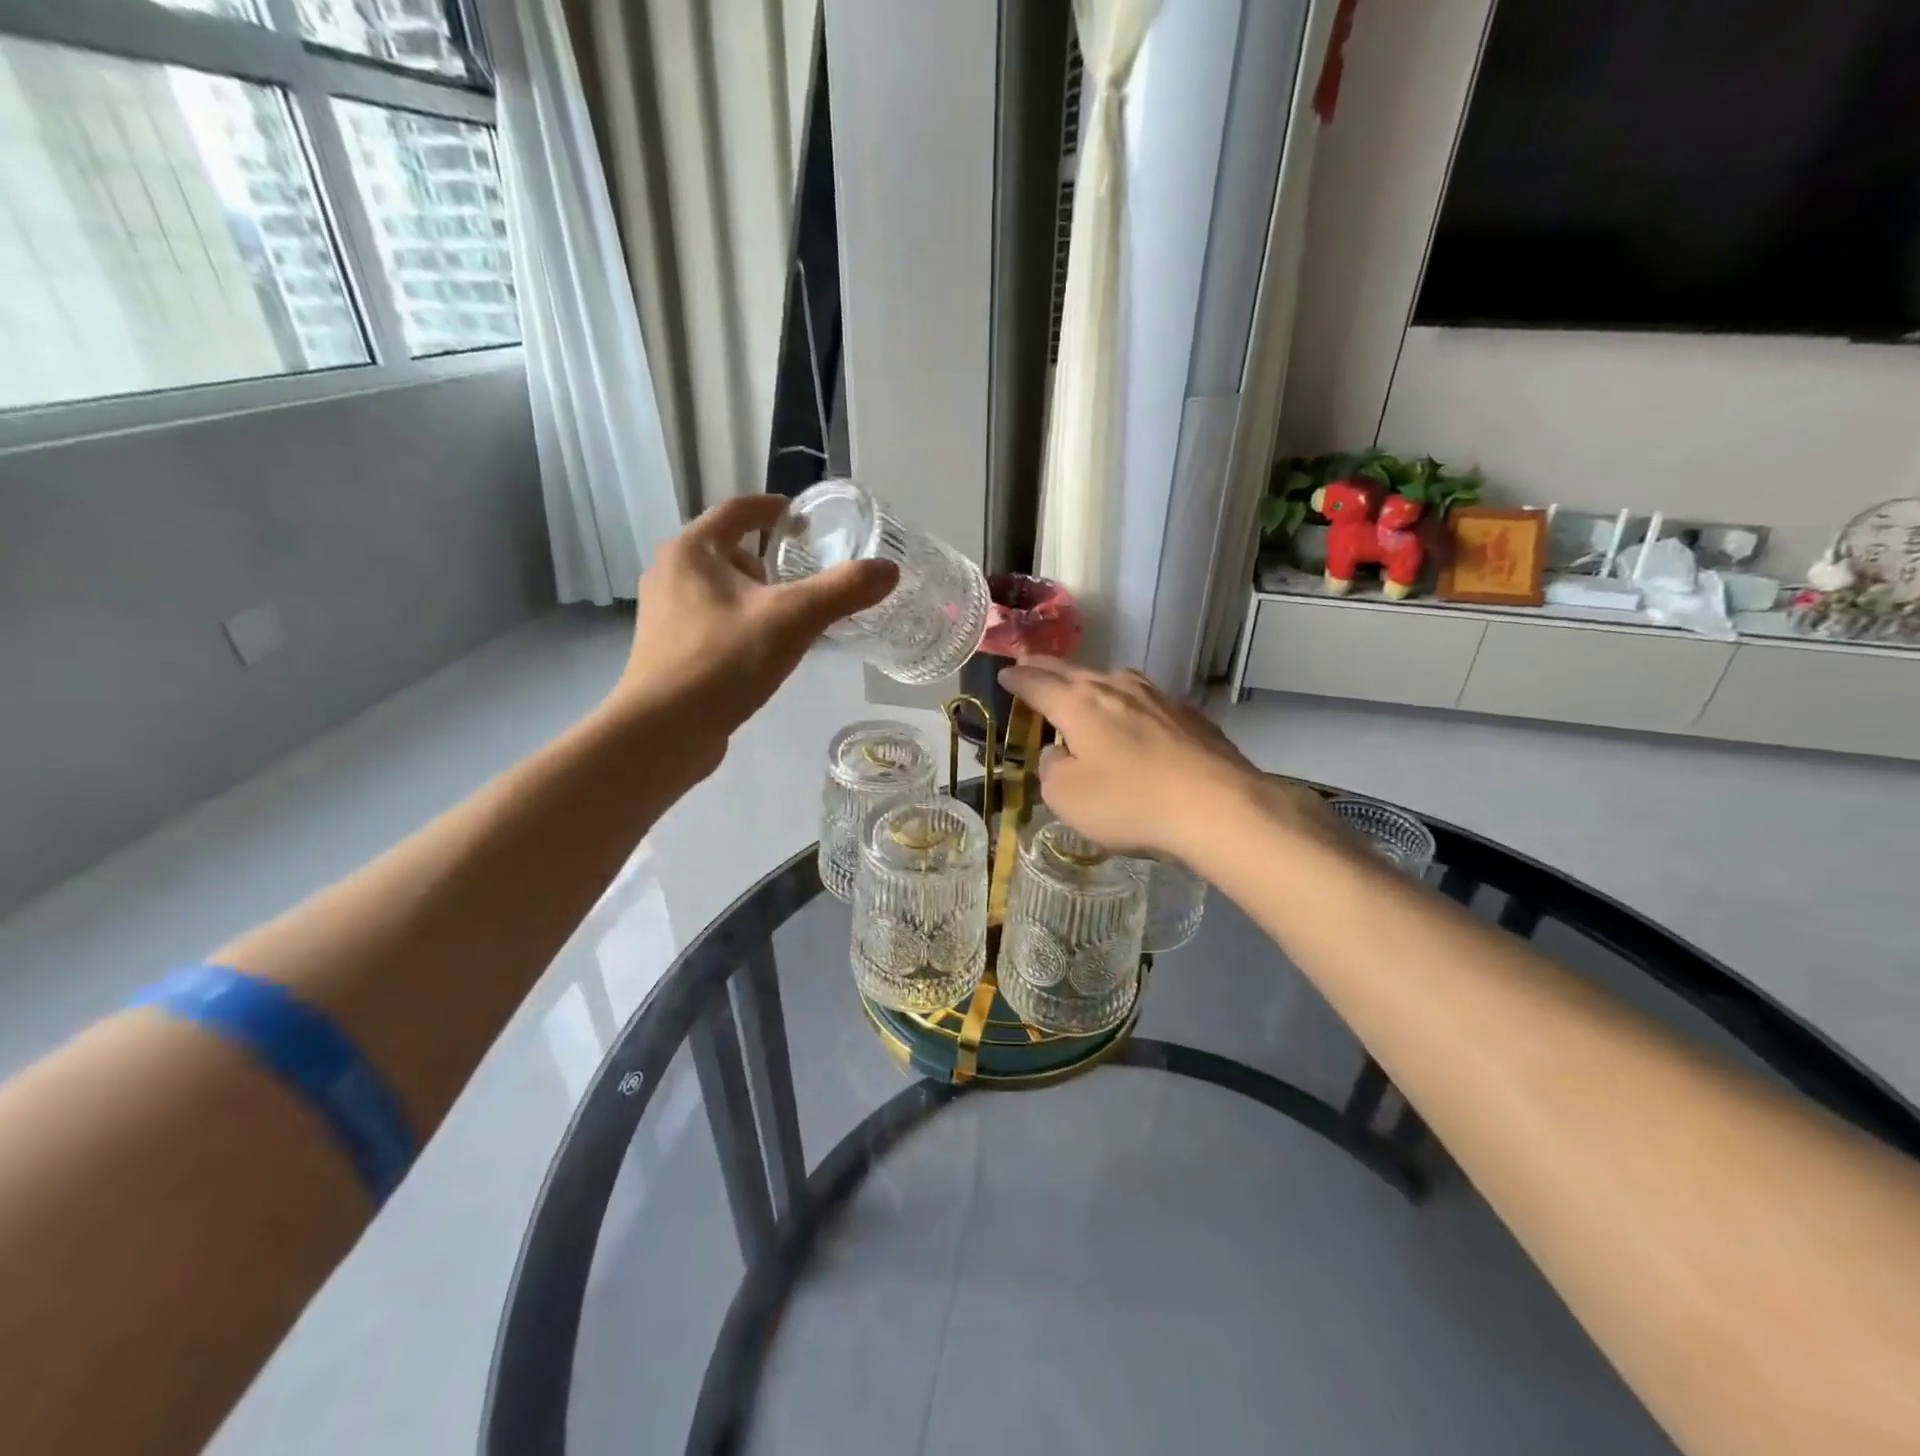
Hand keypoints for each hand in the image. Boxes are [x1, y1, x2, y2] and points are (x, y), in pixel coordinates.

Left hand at [612, 495, 897, 773]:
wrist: (662, 731)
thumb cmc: (723, 662)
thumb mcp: (792, 620)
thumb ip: (843, 590)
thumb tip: (889, 570)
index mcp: (692, 550)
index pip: (738, 510)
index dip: (774, 509)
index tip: (804, 518)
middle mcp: (670, 573)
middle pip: (729, 551)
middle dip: (769, 560)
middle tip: (807, 576)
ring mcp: (665, 614)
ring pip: (721, 590)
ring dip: (756, 595)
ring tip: (792, 617)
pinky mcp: (668, 649)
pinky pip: (713, 621)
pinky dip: (742, 624)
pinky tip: (764, 651)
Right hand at [996, 658, 1328, 864]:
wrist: (1218, 806)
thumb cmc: (1130, 802)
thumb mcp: (1067, 797)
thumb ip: (1051, 769)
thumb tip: (1057, 753)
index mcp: (1079, 705)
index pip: (1038, 684)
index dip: (1018, 680)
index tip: (1005, 674)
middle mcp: (1116, 689)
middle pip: (1073, 672)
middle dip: (1047, 668)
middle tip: (1030, 663)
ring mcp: (1157, 698)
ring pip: (1114, 680)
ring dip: (1091, 681)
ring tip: (1082, 685)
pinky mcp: (1189, 715)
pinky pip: (1146, 700)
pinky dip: (1128, 703)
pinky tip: (1135, 717)